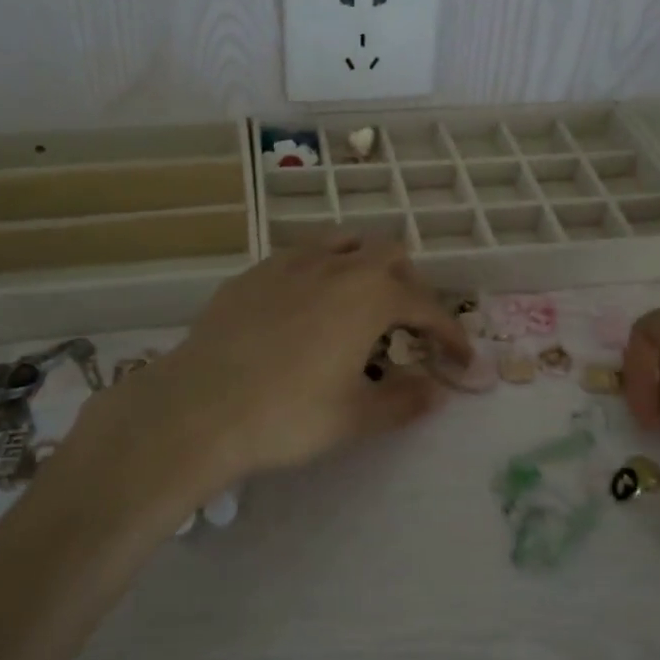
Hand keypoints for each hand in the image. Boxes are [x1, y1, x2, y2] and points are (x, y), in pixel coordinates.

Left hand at [67, 236, 470, 505]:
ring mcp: (291, 262)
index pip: (427, 307)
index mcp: (370, 296)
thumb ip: (405, 400)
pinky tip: (307, 307)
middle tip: (408, 328)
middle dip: (410, 286)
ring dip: (366, 265)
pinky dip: (322, 271)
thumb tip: (436, 390)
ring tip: (361, 304)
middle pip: (390, 254)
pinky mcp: (255, 272)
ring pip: (345, 242)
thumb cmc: (288, 415)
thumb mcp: (356, 417)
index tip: (461, 360)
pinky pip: (303, 255)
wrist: (199, 408)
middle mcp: (336, 266)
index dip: (451, 334)